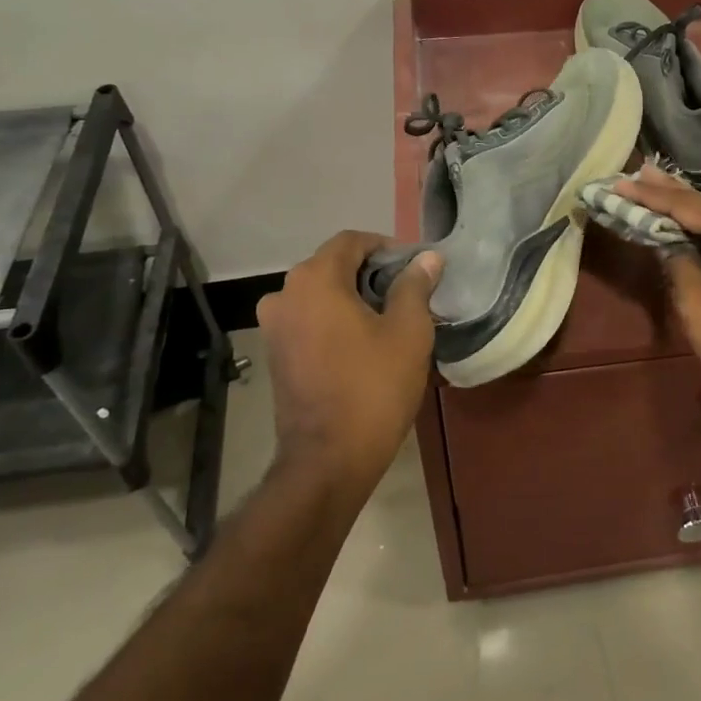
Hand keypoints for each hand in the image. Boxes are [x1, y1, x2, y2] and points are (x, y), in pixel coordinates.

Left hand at [256, 231, 442, 493]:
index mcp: (314, 280)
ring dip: (352, 297)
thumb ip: (415, 286)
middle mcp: (284, 294)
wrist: (329, 459)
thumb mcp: (408, 331)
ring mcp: (274, 326)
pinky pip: (309, 319)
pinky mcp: (274, 354)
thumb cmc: (374, 387)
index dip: (386, 247)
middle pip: (332, 265)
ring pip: (320, 294)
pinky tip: (362, 343)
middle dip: (370, 273)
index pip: (351, 241)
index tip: (414, 269)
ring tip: (388, 319)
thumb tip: (427, 258)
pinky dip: (334, 319)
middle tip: (408, 295)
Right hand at [613, 173, 700, 420]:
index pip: (690, 206)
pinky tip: (684, 225)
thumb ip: (677, 260)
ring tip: (653, 188)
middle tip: (638, 171)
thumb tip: (667, 243)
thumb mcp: (696, 299)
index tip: (620, 183)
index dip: (652, 196)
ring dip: (686, 211)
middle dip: (670, 192)